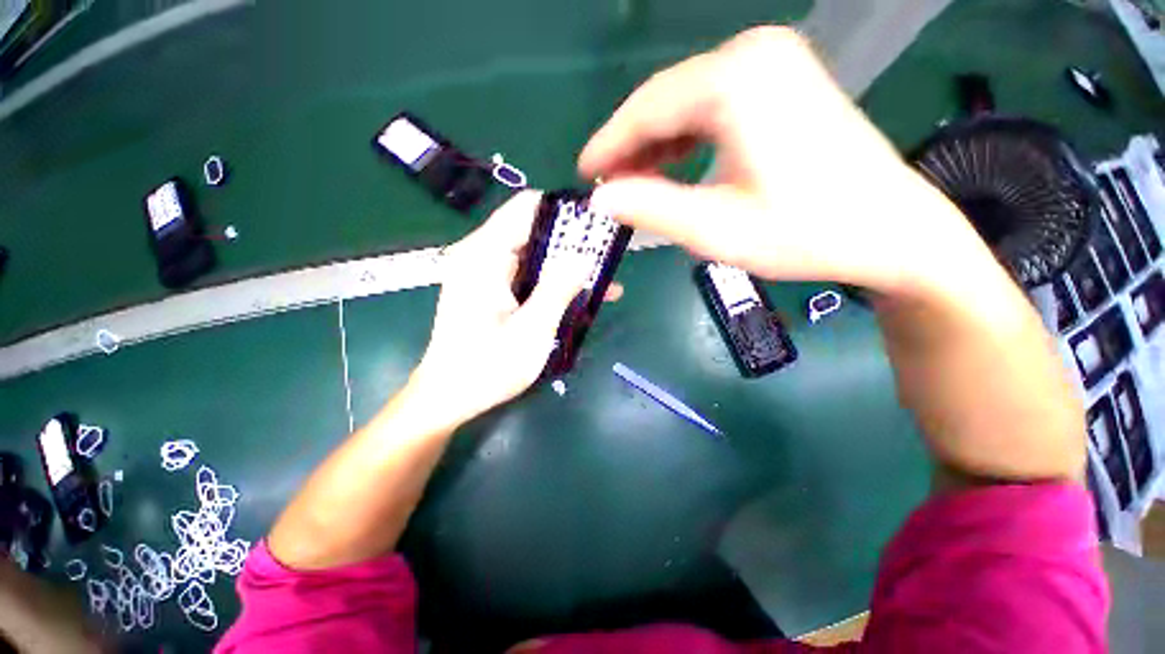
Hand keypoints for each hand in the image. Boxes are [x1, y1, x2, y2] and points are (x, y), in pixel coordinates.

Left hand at [410, 191, 594, 427]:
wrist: (448, 398)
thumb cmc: (487, 368)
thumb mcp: (532, 329)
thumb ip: (558, 287)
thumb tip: (585, 254)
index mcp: (484, 255)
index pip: (528, 207)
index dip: (565, 212)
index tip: (598, 225)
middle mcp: (481, 255)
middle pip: (533, 231)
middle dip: (572, 244)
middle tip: (607, 258)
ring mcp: (485, 274)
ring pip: (534, 255)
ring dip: (566, 267)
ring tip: (604, 282)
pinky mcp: (490, 290)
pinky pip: (527, 276)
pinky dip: (552, 284)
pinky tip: (580, 299)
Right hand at [580, 26, 991, 298]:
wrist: (891, 229)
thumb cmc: (805, 232)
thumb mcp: (716, 229)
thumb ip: (650, 209)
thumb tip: (601, 197)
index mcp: (735, 81)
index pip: (646, 109)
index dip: (608, 145)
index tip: (583, 174)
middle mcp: (752, 54)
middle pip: (664, 100)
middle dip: (630, 146)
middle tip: (608, 186)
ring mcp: (772, 62)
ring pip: (686, 103)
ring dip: (656, 144)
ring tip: (636, 183)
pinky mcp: (782, 80)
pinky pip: (712, 105)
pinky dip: (685, 138)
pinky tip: (675, 166)